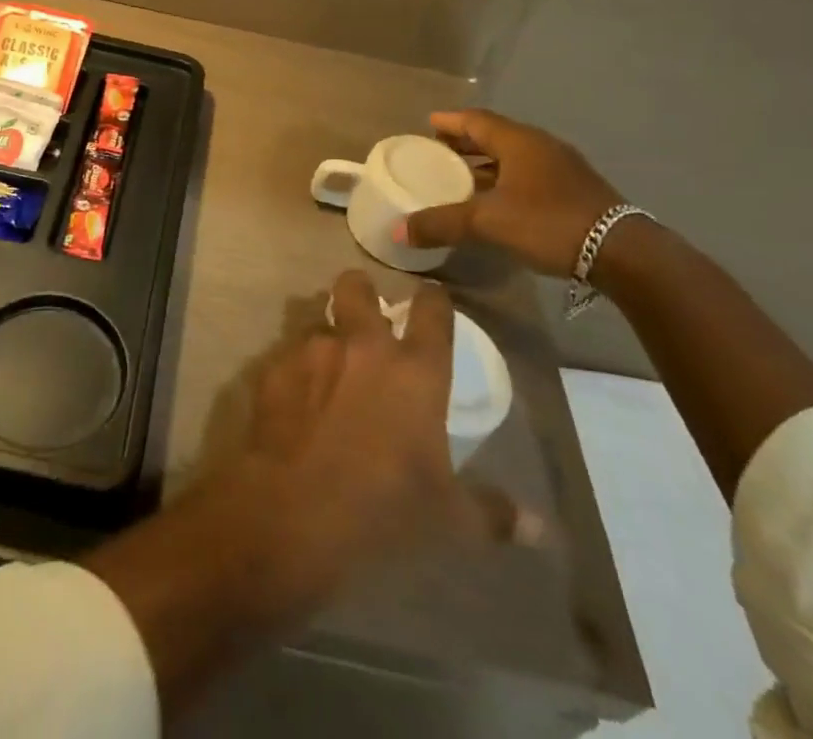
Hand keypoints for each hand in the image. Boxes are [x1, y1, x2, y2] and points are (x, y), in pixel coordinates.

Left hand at [228, 271, 530, 604]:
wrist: (294, 510)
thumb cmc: (385, 509)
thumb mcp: (450, 520)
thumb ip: (492, 512)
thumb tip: (538, 526)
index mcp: (414, 371)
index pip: (432, 312)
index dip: (433, 299)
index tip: (432, 296)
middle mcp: (363, 346)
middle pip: (357, 287)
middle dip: (362, 290)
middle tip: (366, 310)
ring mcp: (312, 351)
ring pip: (318, 320)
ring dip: (326, 336)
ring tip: (328, 365)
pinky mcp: (274, 369)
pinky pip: (287, 357)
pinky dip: (294, 371)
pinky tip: (295, 401)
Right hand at [402, 109, 623, 278]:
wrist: (623, 253)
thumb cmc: (549, 223)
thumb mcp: (488, 223)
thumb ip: (442, 223)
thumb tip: (398, 231)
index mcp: (518, 141)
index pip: (475, 119)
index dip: (449, 122)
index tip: (427, 125)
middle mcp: (539, 145)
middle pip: (493, 135)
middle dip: (464, 141)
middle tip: (437, 151)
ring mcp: (561, 167)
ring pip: (512, 156)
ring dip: (485, 162)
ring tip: (461, 177)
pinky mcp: (574, 189)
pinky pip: (528, 174)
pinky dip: (505, 179)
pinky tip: (496, 200)